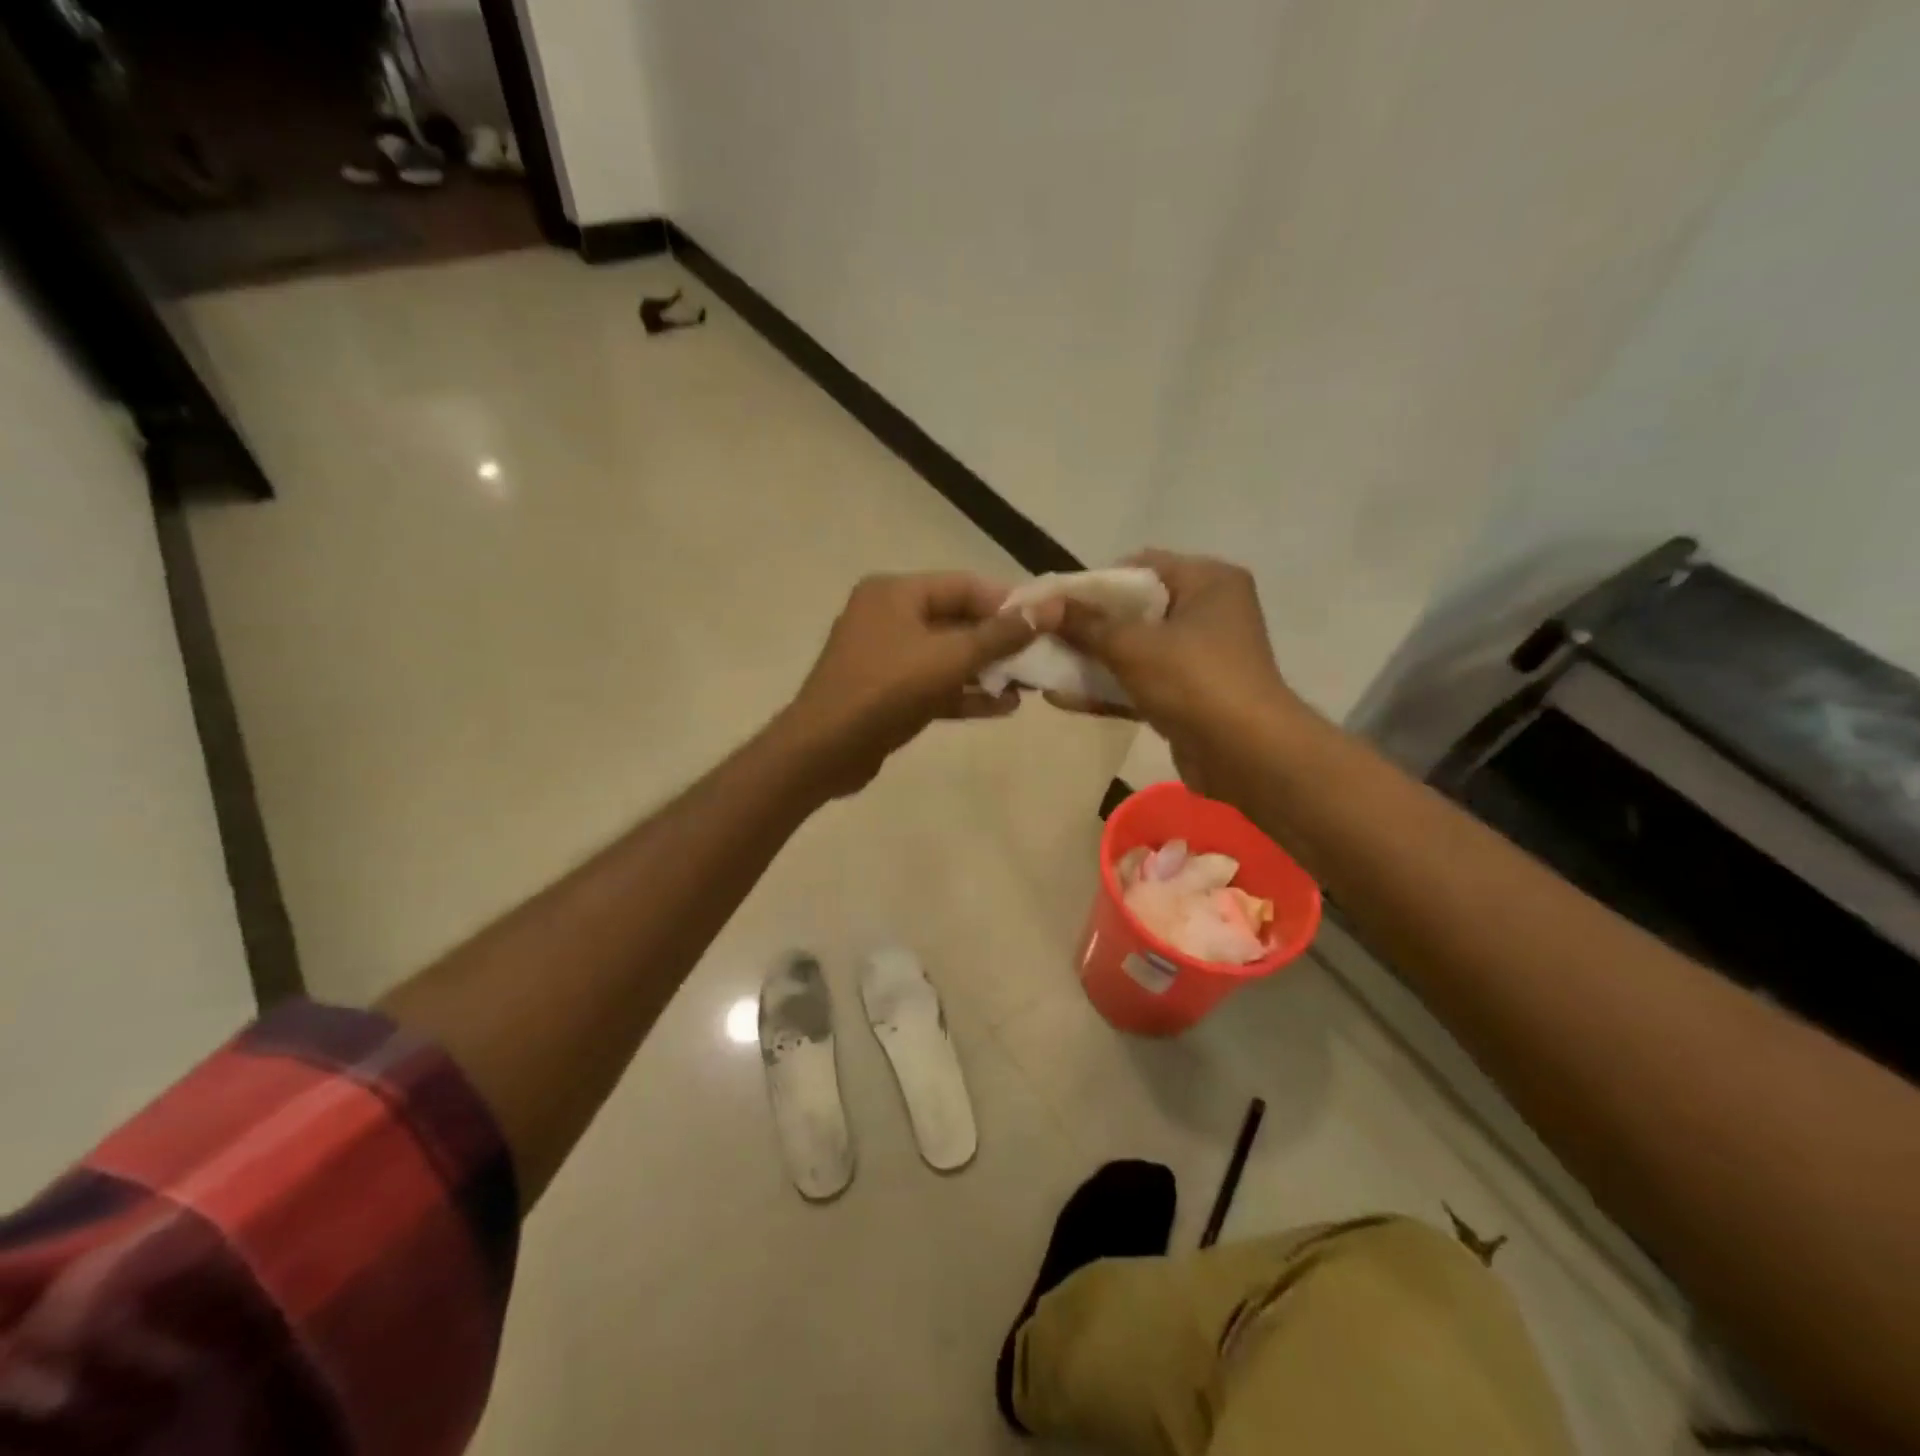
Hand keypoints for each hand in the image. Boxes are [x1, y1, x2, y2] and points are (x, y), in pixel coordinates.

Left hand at [780, 572, 1051, 796]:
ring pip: (948, 656)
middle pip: (957, 621)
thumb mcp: (950, 658)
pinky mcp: (888, 692)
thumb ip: (1001, 635)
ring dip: (988, 671)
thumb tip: (1050, 608)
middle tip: (1042, 656)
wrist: (825, 750)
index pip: (964, 585)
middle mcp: (889, 616)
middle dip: (1000, 641)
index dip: (1008, 602)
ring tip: (1031, 685)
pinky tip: (1005, 708)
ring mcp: (886, 656)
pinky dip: (965, 693)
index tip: (1046, 620)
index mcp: (896, 593)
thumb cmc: (887, 689)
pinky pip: (935, 684)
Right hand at [1050, 550, 1302, 794]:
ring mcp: (1201, 656)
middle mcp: (1209, 611)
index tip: (1057, 604)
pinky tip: (1064, 697)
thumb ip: (1086, 625)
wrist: (1248, 756)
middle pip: (1136, 610)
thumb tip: (1042, 606)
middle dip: (1089, 626)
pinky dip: (1110, 688)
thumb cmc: (1195, 682)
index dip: (1095, 584)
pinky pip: (1143, 682)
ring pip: (1137, 649)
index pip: (1141, 567)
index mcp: (1208, 581)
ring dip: (1094, 660)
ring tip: (1045, 667)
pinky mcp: (1192, 695)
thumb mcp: (1133, 647)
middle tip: (1046, 636)